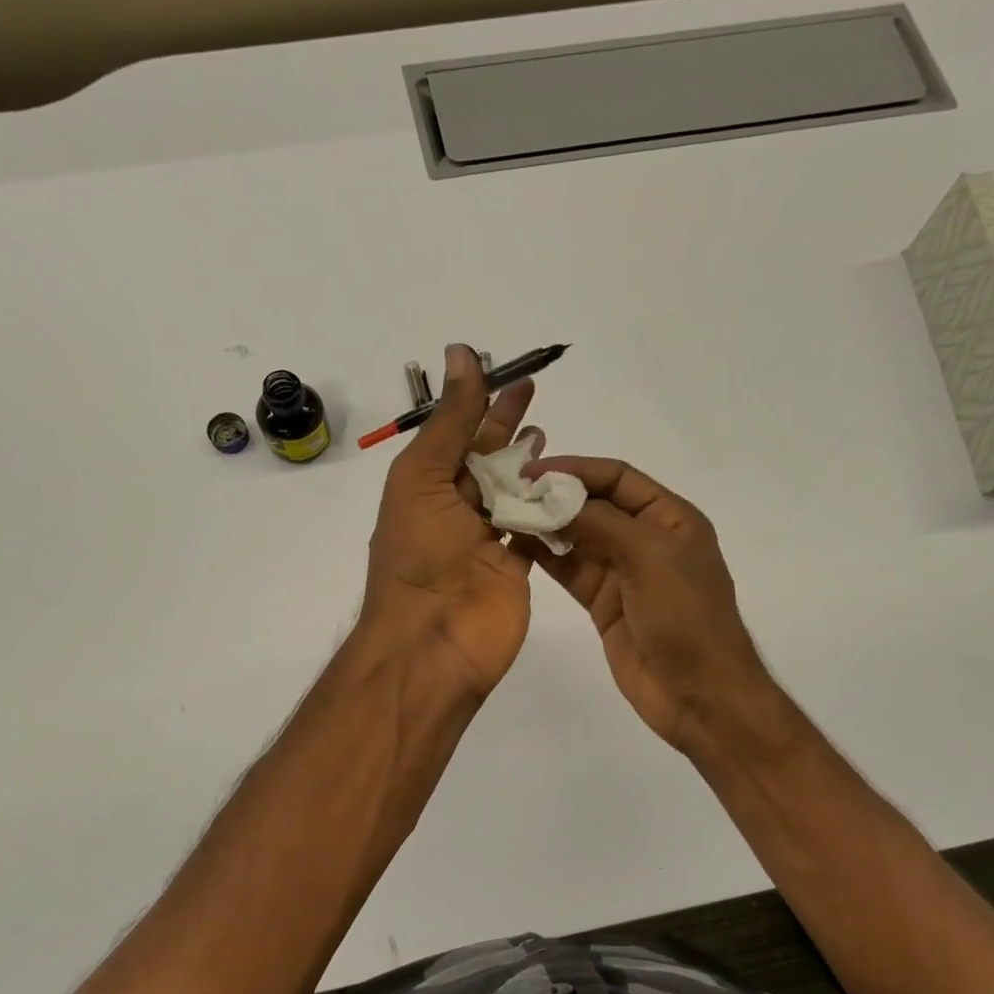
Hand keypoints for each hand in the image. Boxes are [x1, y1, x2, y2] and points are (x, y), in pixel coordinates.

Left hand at [362, 344, 540, 696]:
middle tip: (539, 402)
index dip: (486, 406)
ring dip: (533, 470)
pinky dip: (551, 512)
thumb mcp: (424, 476)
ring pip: (515, 496)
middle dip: (511, 433)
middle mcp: (455, 511)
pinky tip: (573, 489)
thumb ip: (451, 420)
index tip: (517, 380)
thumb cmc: (419, 554)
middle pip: (489, 463)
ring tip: (554, 444)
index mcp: (426, 487)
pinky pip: (537, 532)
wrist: (432, 641)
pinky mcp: (516, 570)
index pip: (460, 436)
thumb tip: (461, 351)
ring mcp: (487, 542)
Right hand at [523, 456, 776, 751]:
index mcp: (670, 518)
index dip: (575, 469)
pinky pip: (570, 571)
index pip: (617, 478)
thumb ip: (601, 522)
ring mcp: (623, 572)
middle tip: (508, 492)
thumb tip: (554, 494)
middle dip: (554, 497)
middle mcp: (646, 538)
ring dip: (545, 526)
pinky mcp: (604, 603)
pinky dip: (546, 558)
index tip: (531, 471)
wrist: (700, 696)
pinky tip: (517, 546)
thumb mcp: (649, 557)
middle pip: (594, 505)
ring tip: (504, 515)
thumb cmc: (686, 617)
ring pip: (578, 538)